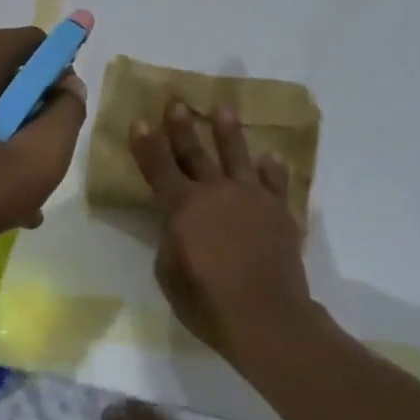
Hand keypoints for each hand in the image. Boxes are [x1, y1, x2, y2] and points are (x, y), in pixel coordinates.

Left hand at [0, 26, 87, 264]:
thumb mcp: (37, 160)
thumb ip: (67, 116)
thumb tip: (69, 87)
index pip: (37, 43)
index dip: (59, 76)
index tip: (60, 119)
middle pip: (9, 74)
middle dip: (32, 115)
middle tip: (39, 161)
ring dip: (6, 138)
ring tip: (17, 195)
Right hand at [130, 101, 313, 370]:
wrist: (267, 317)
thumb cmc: (209, 303)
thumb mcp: (170, 276)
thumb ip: (170, 241)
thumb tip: (177, 226)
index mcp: (182, 207)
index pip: (158, 167)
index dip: (147, 144)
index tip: (141, 120)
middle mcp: (215, 192)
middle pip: (194, 153)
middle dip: (183, 127)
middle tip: (177, 102)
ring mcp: (250, 197)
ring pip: (237, 155)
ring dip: (228, 131)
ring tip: (224, 108)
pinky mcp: (278, 211)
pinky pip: (276, 183)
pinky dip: (274, 169)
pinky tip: (273, 157)